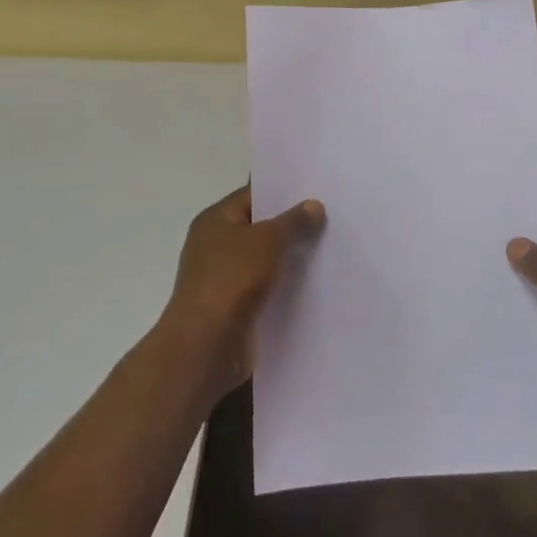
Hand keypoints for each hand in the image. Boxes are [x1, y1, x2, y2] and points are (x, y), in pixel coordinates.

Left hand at [160, 185, 325, 399]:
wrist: (206, 347)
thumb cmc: (231, 279)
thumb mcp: (268, 240)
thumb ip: (293, 221)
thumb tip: (314, 205)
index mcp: (214, 220)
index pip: (252, 196)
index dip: (282, 192)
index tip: (316, 190)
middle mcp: (215, 246)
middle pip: (259, 228)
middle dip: (291, 226)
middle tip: (330, 218)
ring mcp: (224, 279)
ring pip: (265, 261)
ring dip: (290, 259)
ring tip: (330, 249)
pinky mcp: (235, 309)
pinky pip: (266, 289)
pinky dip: (285, 287)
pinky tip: (315, 285)